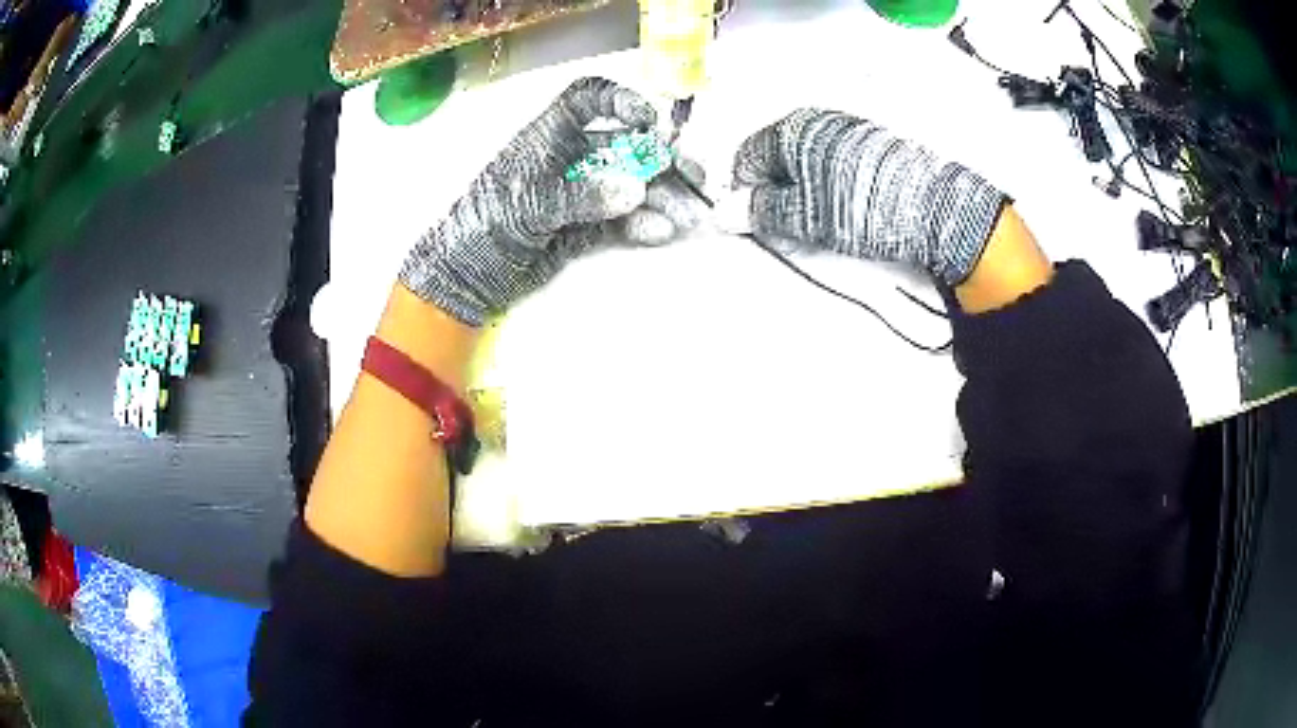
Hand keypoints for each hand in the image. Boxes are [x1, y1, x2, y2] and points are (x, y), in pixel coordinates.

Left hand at [400, 77, 702, 326]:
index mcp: (548, 137)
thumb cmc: (485, 225)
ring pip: (630, 187)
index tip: (649, 120)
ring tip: (688, 215)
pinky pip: (621, 221)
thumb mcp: (529, 203)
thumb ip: (582, 196)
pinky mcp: (585, 228)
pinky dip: (642, 225)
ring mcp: (580, 195)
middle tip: (694, 175)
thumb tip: (636, 191)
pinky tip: (660, 231)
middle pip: (624, 147)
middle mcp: (569, 159)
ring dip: (661, 197)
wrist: (466, 276)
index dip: (619, 101)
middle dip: (660, 159)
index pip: (586, 101)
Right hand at [732, 109, 1008, 284]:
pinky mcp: (872, 143)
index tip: (749, 217)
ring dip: (801, 187)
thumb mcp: (806, 216)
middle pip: (776, 154)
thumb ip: (761, 211)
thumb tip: (722, 213)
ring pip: (805, 158)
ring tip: (820, 218)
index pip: (747, 156)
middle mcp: (817, 121)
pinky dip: (827, 182)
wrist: (934, 209)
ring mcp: (847, 129)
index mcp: (793, 131)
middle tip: (786, 223)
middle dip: (773, 188)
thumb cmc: (862, 209)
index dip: (742, 189)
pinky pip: (832, 160)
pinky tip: (845, 205)